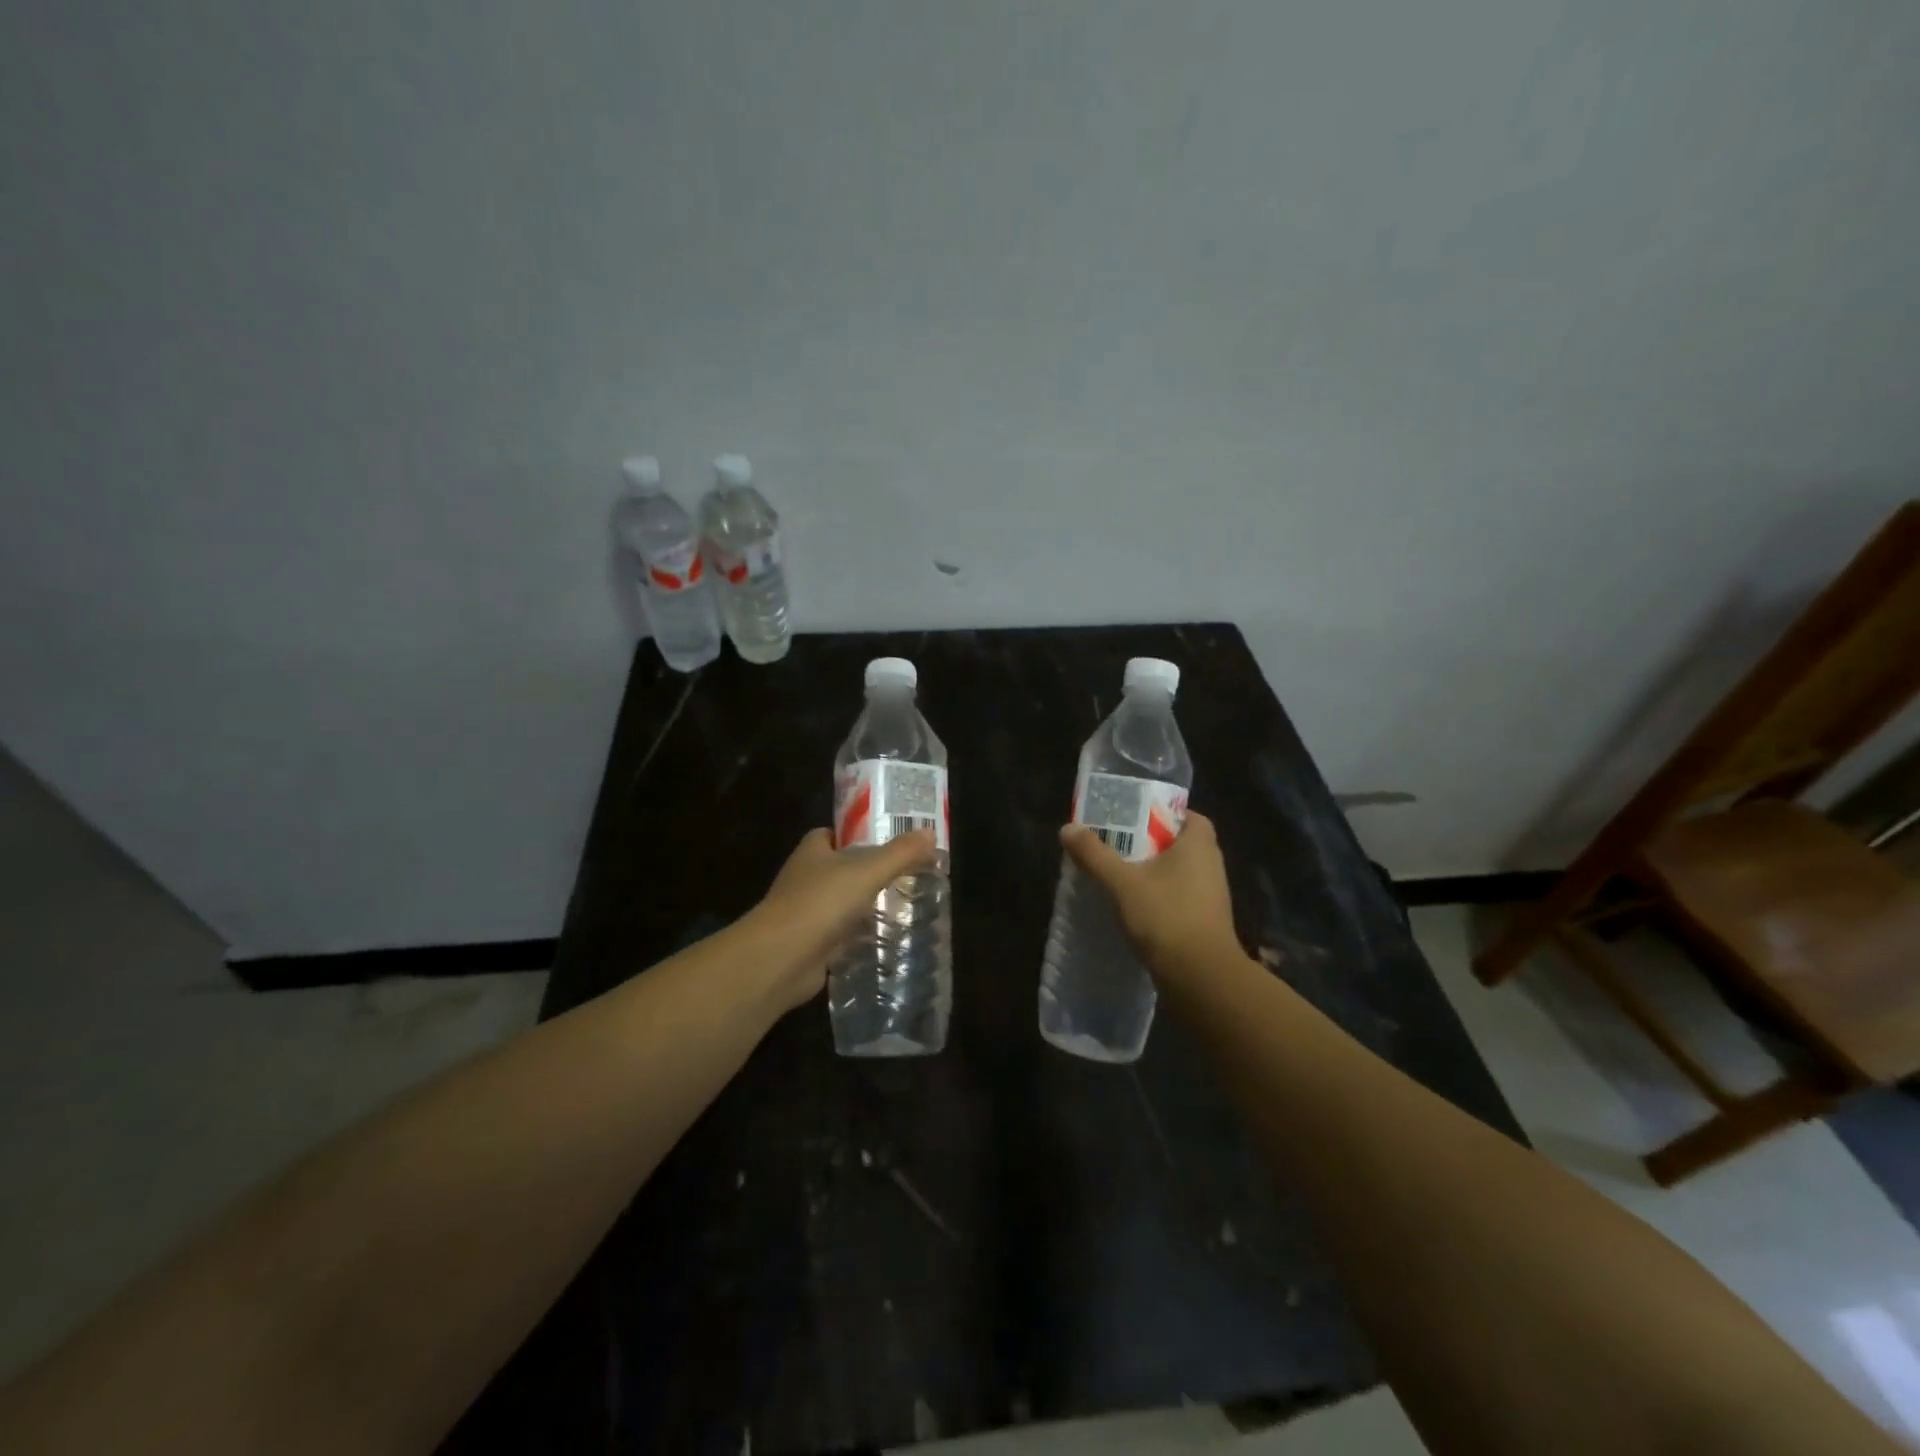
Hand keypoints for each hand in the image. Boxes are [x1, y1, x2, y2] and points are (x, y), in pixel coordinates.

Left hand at [745, 828, 938, 1010]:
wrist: (781, 959)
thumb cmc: (820, 903)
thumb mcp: (867, 872)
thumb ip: (900, 854)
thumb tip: (930, 834)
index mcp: (811, 852)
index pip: (832, 834)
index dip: (857, 835)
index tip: (887, 840)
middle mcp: (804, 878)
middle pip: (840, 868)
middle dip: (867, 871)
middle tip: (905, 874)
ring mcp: (805, 913)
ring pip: (841, 902)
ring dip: (864, 904)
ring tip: (903, 905)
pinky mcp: (811, 944)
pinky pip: (840, 933)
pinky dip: (859, 935)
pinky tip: (885, 938)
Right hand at [1060, 811, 1240, 979]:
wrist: (1201, 979)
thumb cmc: (1166, 916)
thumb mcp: (1122, 882)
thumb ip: (1094, 854)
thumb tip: (1067, 828)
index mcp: (1199, 845)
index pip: (1188, 816)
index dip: (1163, 814)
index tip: (1134, 818)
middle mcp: (1211, 866)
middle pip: (1179, 844)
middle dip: (1150, 843)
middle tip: (1116, 843)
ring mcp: (1211, 897)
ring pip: (1178, 873)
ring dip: (1152, 872)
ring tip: (1118, 874)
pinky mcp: (1205, 923)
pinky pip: (1179, 898)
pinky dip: (1158, 897)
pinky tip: (1132, 907)